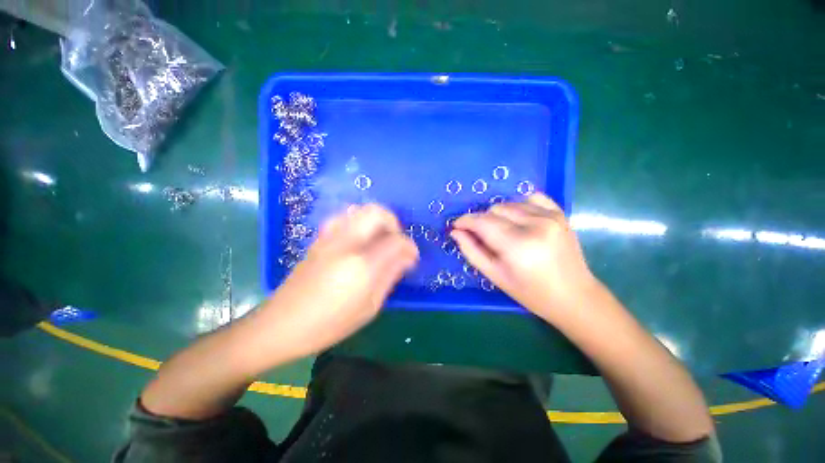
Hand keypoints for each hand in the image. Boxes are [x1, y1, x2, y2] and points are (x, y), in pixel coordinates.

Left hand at [262, 204, 418, 356]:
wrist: (282, 324)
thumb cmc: (330, 323)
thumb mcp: (369, 307)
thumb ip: (390, 276)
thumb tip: (407, 257)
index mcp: (362, 265)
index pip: (396, 241)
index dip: (409, 246)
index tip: (412, 256)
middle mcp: (346, 243)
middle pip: (377, 212)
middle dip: (393, 223)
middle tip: (396, 242)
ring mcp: (330, 237)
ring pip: (360, 210)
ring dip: (376, 220)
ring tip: (379, 240)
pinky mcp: (320, 239)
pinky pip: (345, 218)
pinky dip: (359, 222)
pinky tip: (360, 241)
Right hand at [451, 193, 596, 320]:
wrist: (574, 296)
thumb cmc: (531, 292)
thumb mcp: (495, 276)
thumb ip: (472, 251)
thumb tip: (455, 232)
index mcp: (518, 245)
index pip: (482, 222)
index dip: (465, 221)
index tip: (456, 226)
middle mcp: (535, 224)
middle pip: (494, 209)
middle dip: (481, 220)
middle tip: (481, 236)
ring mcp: (550, 216)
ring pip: (510, 203)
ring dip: (499, 215)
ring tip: (502, 232)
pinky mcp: (559, 213)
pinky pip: (531, 198)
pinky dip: (518, 205)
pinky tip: (518, 220)